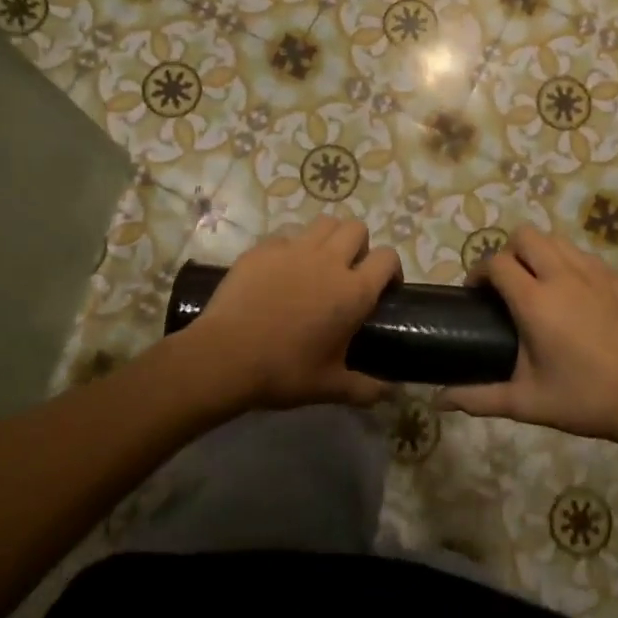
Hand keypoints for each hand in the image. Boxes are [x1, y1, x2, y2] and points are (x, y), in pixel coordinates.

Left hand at [195, 216, 400, 407]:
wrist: (226, 356)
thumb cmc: (284, 371)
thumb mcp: (330, 387)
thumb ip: (366, 389)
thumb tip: (392, 395)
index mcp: (353, 292)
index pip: (387, 258)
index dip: (391, 269)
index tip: (384, 288)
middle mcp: (329, 261)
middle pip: (356, 229)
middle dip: (359, 245)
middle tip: (349, 272)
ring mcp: (293, 250)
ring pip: (323, 223)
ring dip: (329, 237)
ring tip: (319, 263)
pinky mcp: (262, 249)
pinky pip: (286, 236)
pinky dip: (291, 247)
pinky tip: (281, 271)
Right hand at [443, 226, 617, 446]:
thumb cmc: (586, 399)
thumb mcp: (527, 403)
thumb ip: (479, 398)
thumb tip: (439, 400)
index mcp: (535, 300)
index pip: (495, 263)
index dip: (479, 273)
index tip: (476, 294)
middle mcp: (563, 275)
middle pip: (525, 236)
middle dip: (509, 253)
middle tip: (508, 286)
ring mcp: (596, 273)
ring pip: (557, 240)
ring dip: (540, 254)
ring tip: (540, 286)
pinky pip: (586, 256)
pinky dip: (571, 265)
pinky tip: (577, 298)